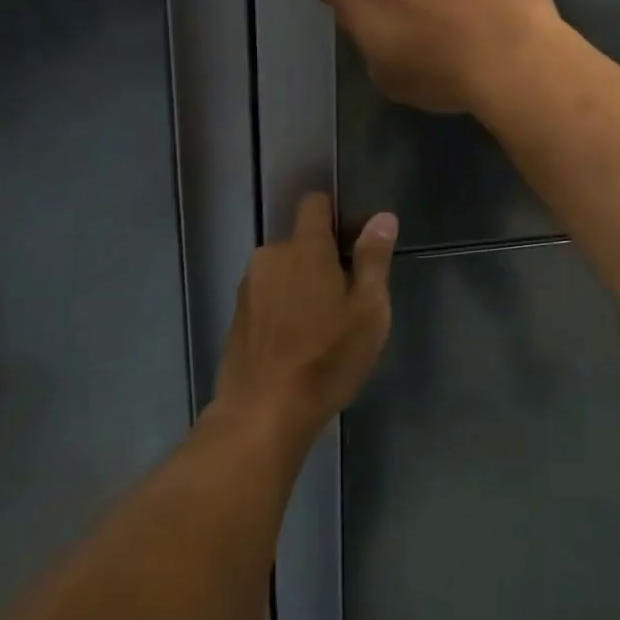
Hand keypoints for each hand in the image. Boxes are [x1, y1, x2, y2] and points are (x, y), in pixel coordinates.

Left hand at [211, 193, 396, 446]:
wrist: (262, 415)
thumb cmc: (326, 359)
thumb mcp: (368, 310)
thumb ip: (374, 259)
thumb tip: (383, 217)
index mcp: (304, 249)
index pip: (314, 204)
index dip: (335, 213)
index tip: (355, 241)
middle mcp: (270, 257)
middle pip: (301, 241)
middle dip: (323, 258)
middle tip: (348, 297)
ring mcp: (249, 288)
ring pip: (283, 270)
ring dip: (302, 284)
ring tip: (323, 325)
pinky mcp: (237, 317)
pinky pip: (267, 296)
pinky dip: (283, 307)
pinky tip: (297, 343)